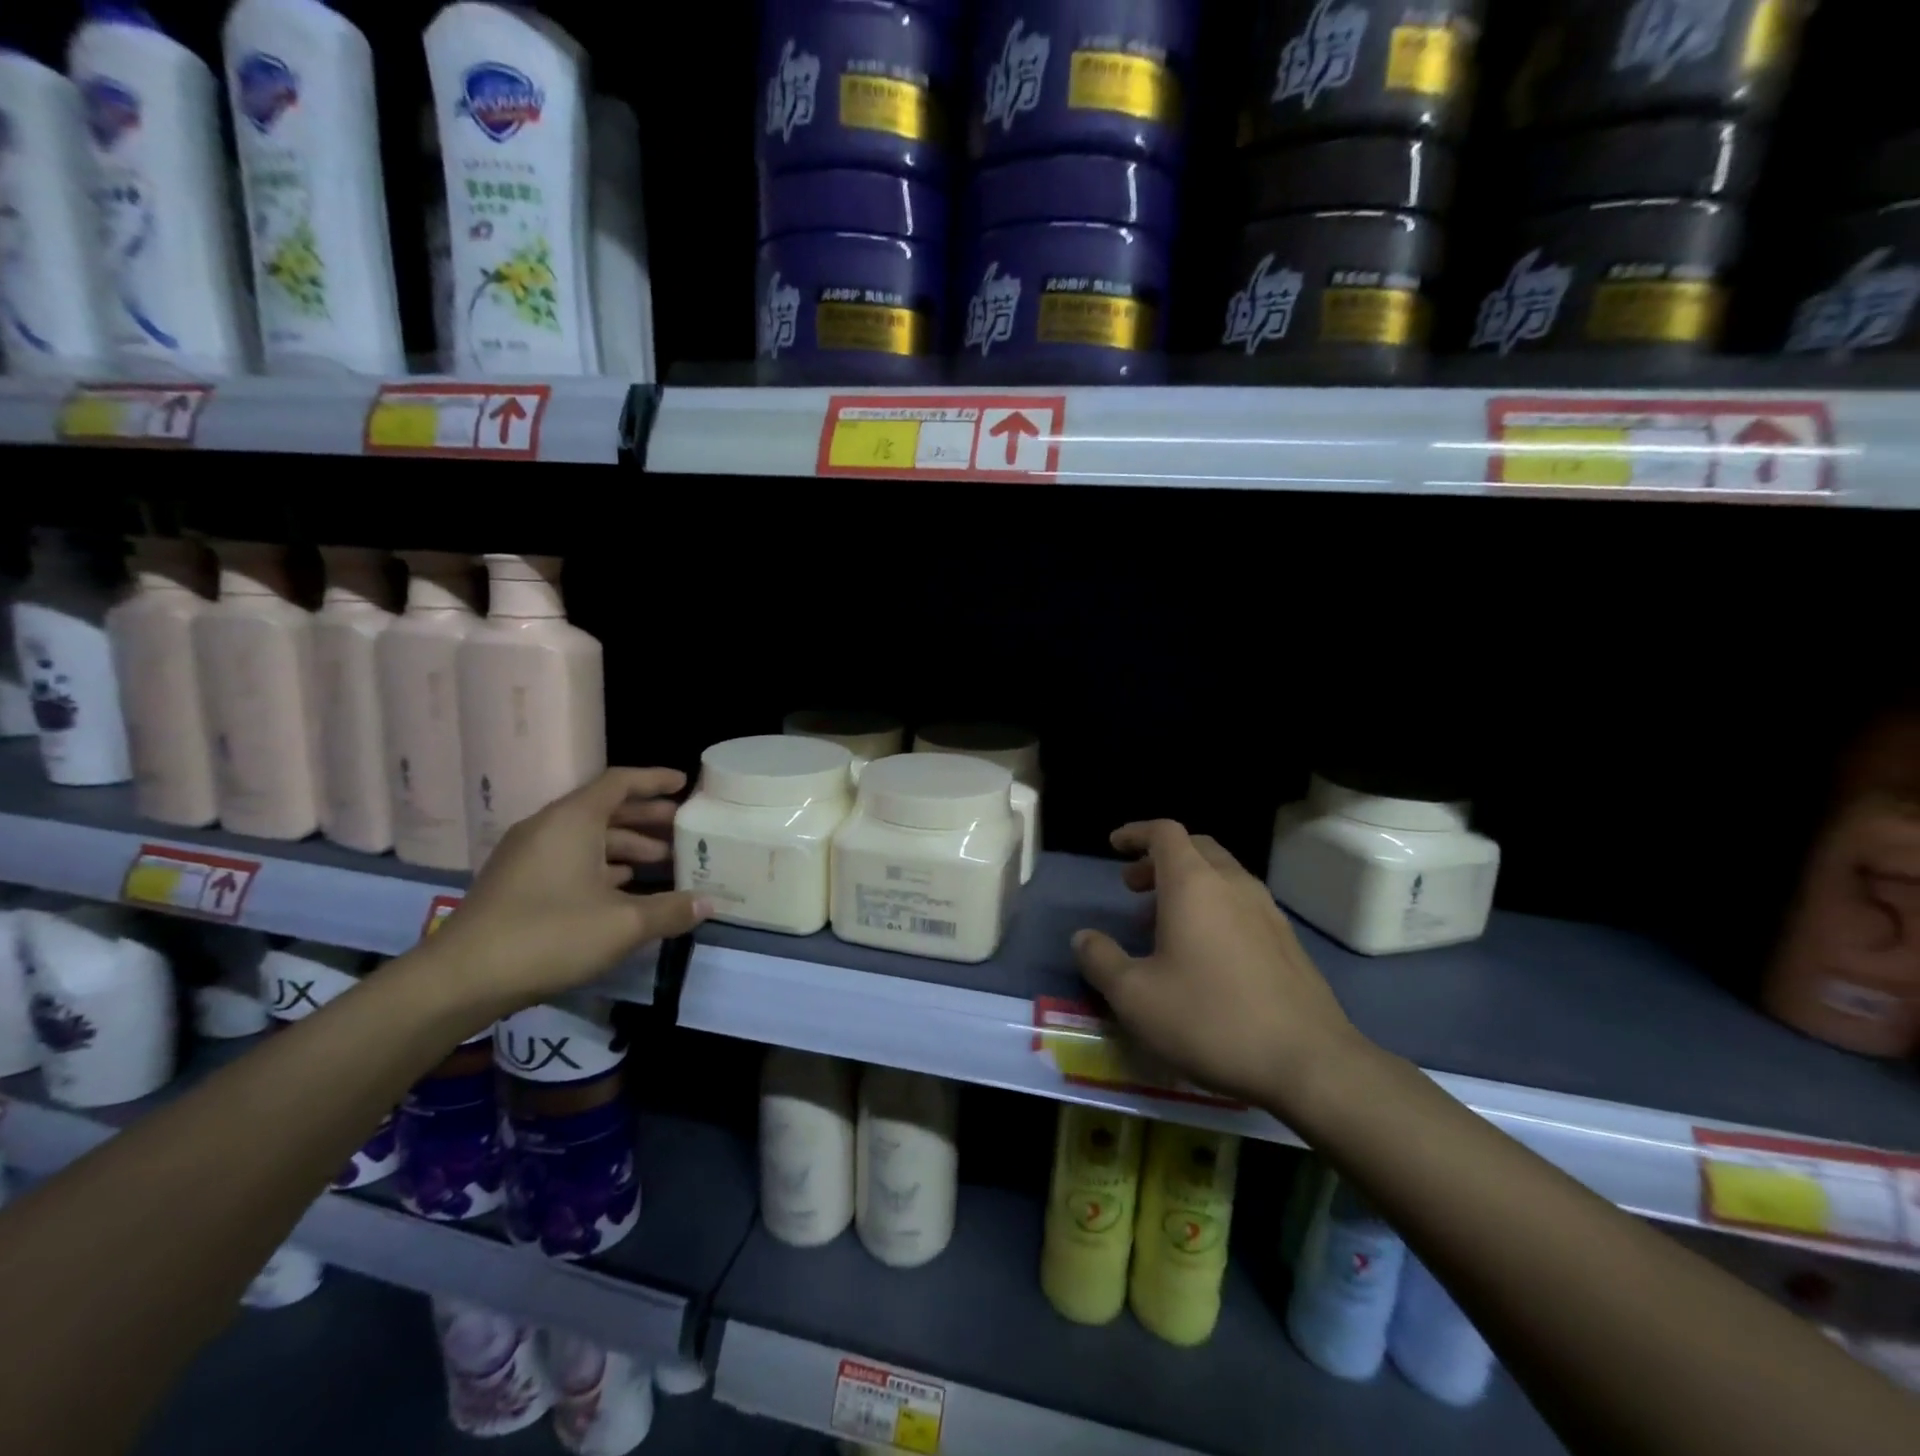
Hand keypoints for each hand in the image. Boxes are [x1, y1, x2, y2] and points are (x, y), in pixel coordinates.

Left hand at [428, 768, 710, 1017]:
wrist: (460, 979)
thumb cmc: (549, 936)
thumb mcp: (623, 924)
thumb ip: (671, 910)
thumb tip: (709, 903)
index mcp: (572, 820)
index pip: (620, 782)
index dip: (655, 780)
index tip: (685, 784)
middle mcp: (549, 828)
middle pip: (606, 809)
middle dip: (648, 817)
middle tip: (684, 828)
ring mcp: (529, 856)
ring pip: (588, 838)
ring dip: (628, 845)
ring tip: (664, 863)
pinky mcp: (519, 883)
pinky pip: (571, 859)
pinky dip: (603, 865)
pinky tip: (625, 888)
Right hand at [1072, 820, 1364, 1112]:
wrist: (1310, 1063)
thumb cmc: (1211, 1020)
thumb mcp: (1135, 997)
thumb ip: (1101, 961)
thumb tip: (1083, 938)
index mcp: (1195, 884)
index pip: (1165, 833)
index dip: (1136, 833)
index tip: (1114, 846)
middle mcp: (1234, 885)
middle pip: (1196, 848)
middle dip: (1159, 859)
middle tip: (1133, 887)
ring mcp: (1267, 912)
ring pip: (1222, 876)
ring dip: (1187, 885)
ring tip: (1162, 924)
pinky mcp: (1288, 942)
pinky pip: (1242, 904)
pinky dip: (1214, 907)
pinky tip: (1204, 954)